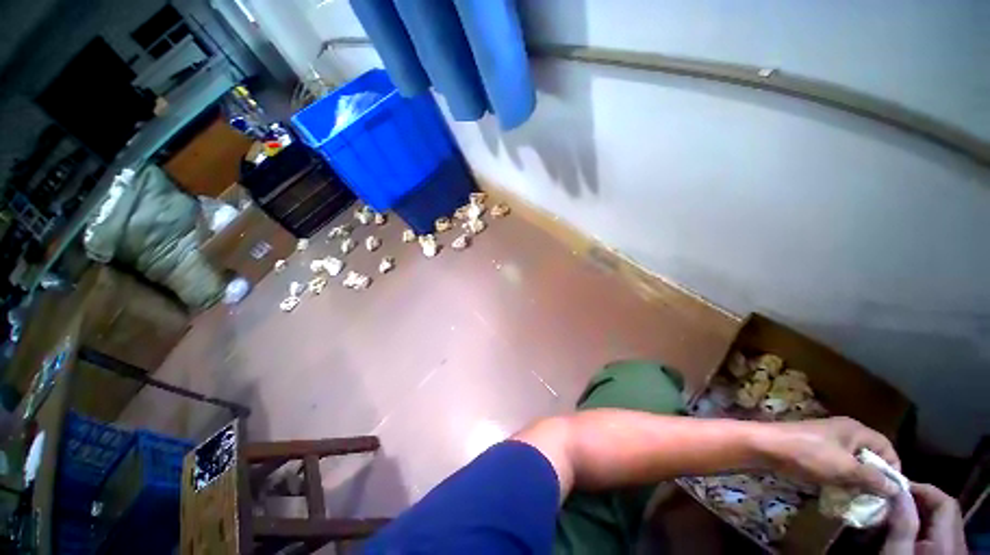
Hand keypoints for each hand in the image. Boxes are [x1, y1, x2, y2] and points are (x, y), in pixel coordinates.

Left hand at [762, 416, 900, 495]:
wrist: (766, 445)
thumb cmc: (808, 454)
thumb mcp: (845, 468)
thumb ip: (873, 478)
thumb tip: (896, 488)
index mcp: (855, 429)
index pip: (887, 447)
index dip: (893, 468)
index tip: (894, 491)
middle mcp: (844, 431)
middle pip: (870, 455)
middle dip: (875, 477)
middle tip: (877, 499)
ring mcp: (827, 439)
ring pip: (853, 462)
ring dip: (858, 480)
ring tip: (860, 499)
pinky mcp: (814, 449)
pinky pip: (837, 465)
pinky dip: (842, 478)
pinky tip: (841, 492)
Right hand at [883, 482, 966, 554]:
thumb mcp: (897, 551)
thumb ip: (902, 526)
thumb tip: (899, 492)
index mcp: (948, 541)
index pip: (945, 503)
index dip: (924, 490)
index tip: (898, 486)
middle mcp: (957, 541)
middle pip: (945, 509)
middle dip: (921, 499)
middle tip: (895, 496)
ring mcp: (953, 548)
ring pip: (942, 519)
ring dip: (921, 509)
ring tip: (898, 508)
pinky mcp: (947, 551)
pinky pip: (940, 529)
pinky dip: (923, 521)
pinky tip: (907, 524)